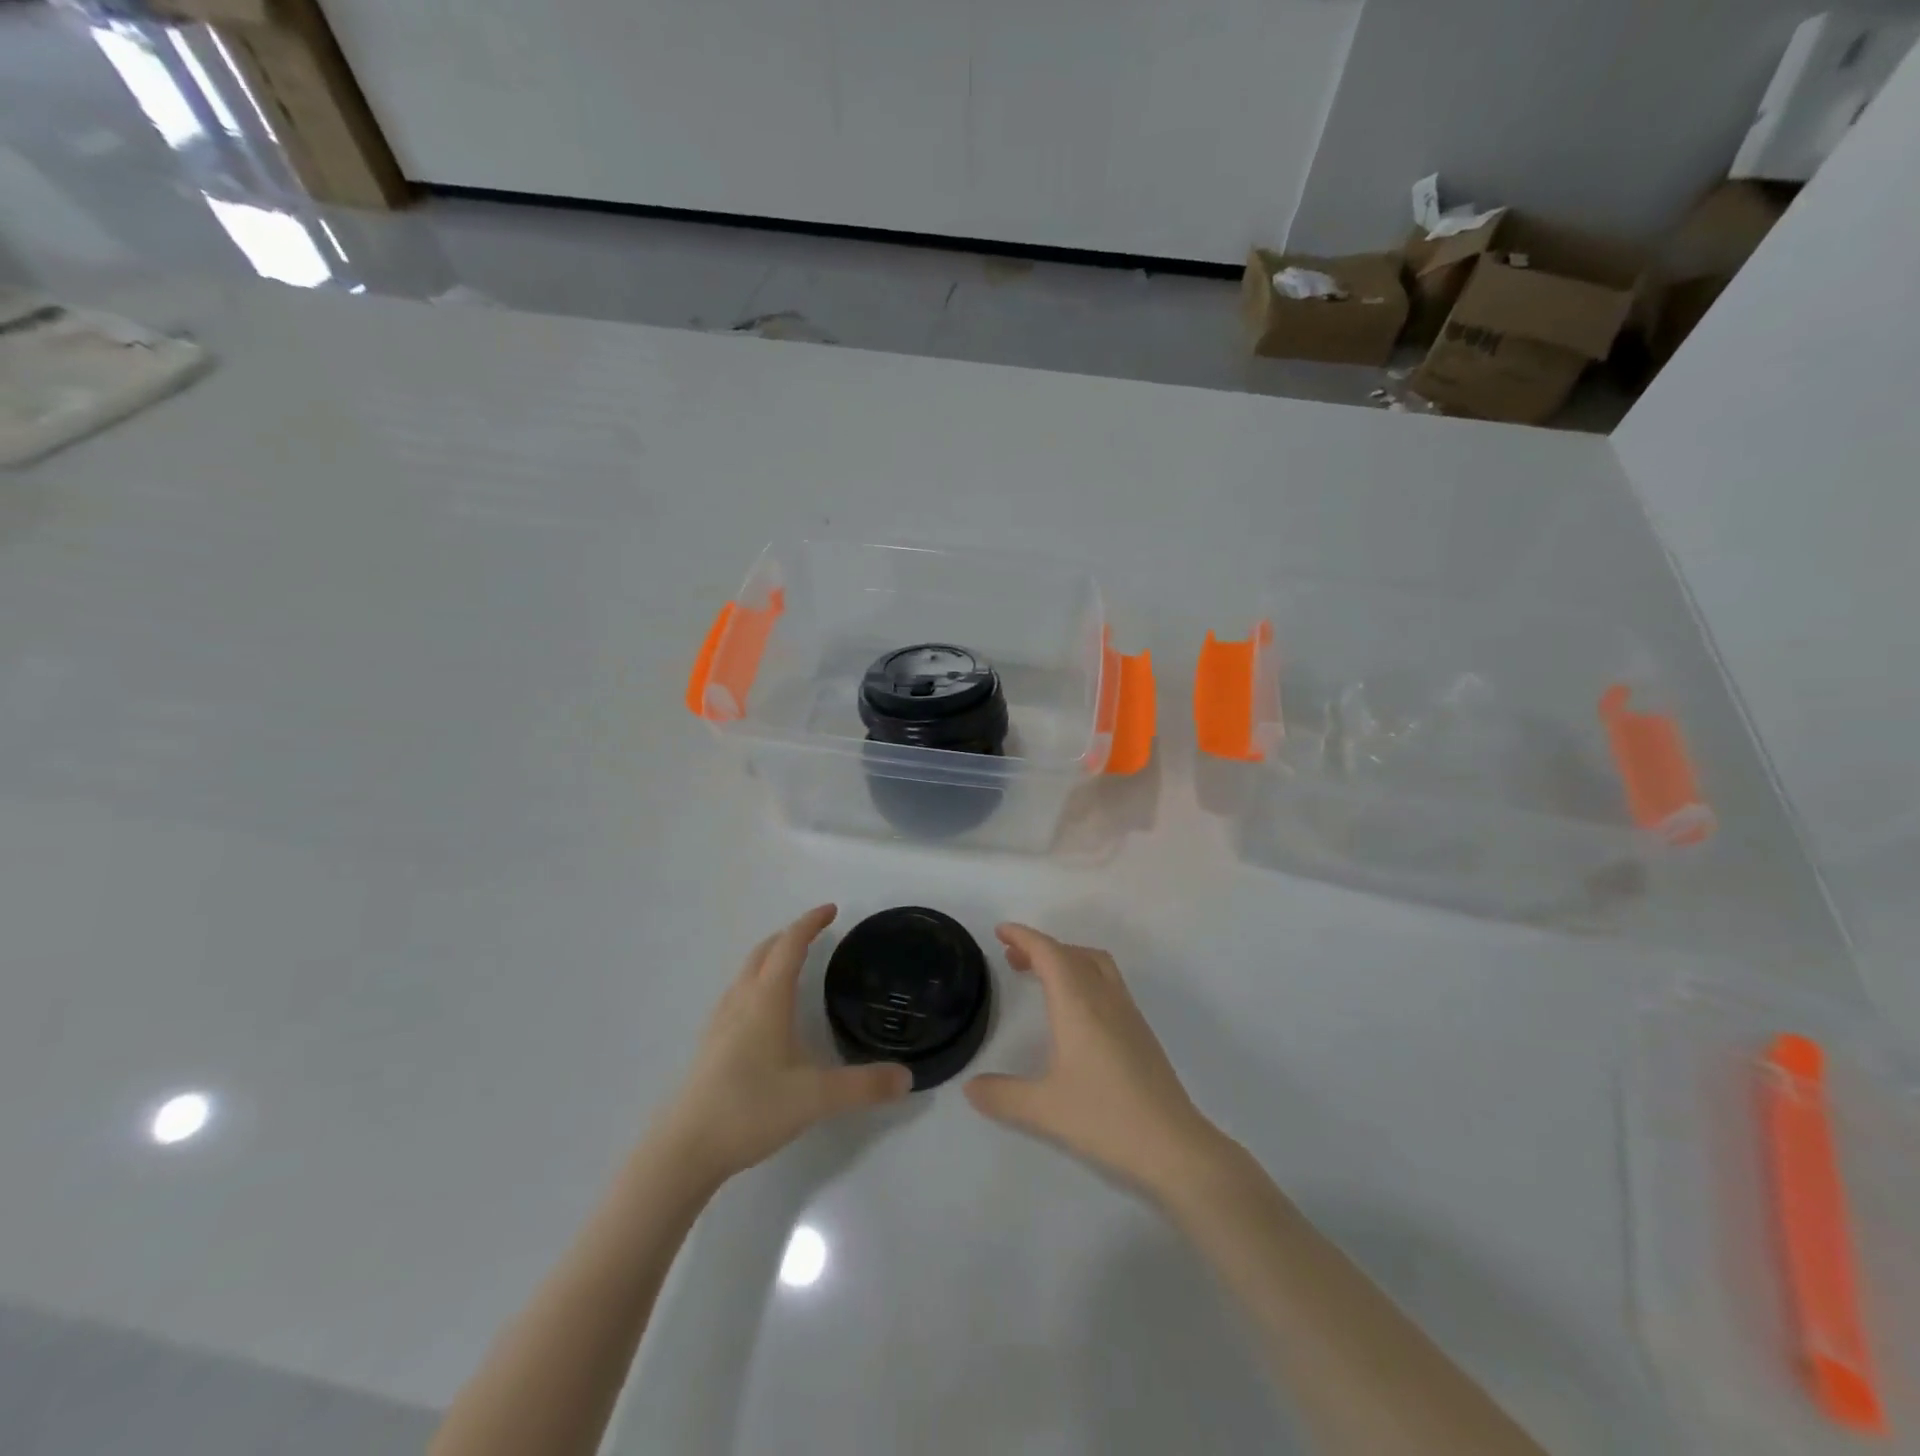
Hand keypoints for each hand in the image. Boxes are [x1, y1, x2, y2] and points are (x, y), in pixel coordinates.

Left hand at [656, 906, 910, 1187]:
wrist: (684, 1149)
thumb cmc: (750, 1109)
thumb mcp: (815, 1098)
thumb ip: (864, 1086)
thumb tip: (907, 1078)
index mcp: (767, 1000)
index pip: (790, 946)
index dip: (810, 923)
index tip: (831, 909)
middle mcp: (741, 1001)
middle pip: (764, 952)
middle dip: (790, 935)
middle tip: (816, 932)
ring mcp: (721, 1022)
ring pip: (747, 972)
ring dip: (770, 957)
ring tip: (792, 964)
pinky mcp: (711, 1045)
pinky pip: (737, 994)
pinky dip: (757, 982)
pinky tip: (765, 1011)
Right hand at [965, 924, 1227, 1201]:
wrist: (1174, 1144)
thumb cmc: (1105, 1118)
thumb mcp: (1043, 1109)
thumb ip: (1002, 1095)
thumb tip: (970, 1087)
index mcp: (1078, 1004)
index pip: (1049, 953)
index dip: (1024, 937)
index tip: (1001, 931)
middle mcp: (1104, 998)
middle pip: (1070, 953)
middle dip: (1040, 947)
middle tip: (1011, 957)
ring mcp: (1127, 1012)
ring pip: (1094, 963)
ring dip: (1065, 957)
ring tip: (1041, 975)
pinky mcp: (1140, 1030)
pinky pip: (1107, 981)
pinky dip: (1083, 974)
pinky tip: (1075, 1008)